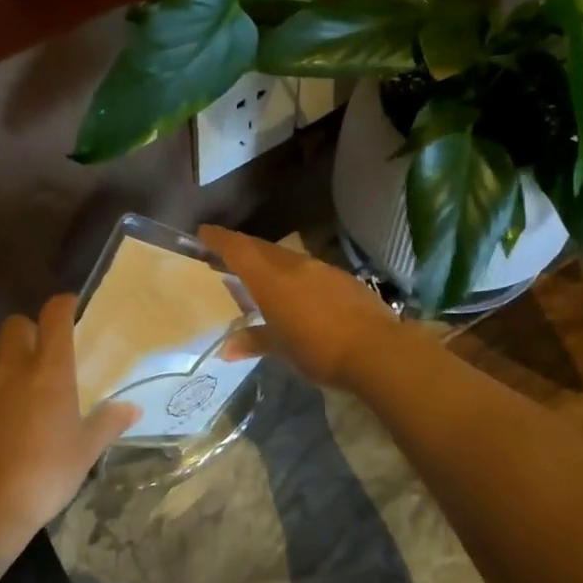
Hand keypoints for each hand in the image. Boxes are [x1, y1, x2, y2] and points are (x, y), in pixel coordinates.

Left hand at [0, 295, 136, 562]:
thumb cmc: (45, 475)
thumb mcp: (86, 450)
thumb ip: (109, 422)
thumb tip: (132, 409)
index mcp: (49, 370)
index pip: (55, 315)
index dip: (64, 305)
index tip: (71, 309)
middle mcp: (10, 365)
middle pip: (16, 323)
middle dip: (29, 331)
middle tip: (39, 353)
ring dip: (0, 349)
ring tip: (8, 373)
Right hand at [198, 225, 404, 390]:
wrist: (377, 350)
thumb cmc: (320, 350)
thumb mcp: (282, 350)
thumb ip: (255, 342)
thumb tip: (228, 348)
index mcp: (272, 280)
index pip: (239, 250)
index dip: (220, 239)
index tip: (205, 232)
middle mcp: (295, 266)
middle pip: (263, 249)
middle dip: (243, 248)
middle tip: (228, 254)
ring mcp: (323, 270)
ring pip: (288, 258)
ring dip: (271, 262)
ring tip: (262, 276)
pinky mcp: (344, 279)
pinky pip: (311, 271)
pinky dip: (296, 276)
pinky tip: (300, 293)